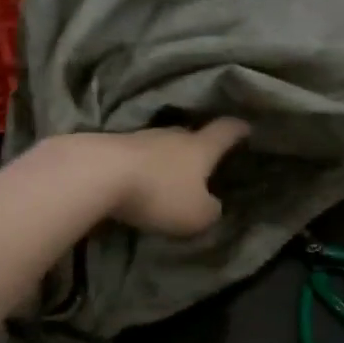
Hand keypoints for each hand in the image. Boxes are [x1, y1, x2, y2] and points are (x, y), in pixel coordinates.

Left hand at [84, 118, 251, 235]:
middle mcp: (173, 135)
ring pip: (161, 145)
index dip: (238, 130)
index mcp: (200, 148)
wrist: (96, 174)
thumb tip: (212, 205)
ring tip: (169, 174)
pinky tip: (138, 179)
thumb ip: (210, 211)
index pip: (226, 131)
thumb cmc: (158, 193)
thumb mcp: (196, 215)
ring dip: (167, 158)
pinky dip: (142, 166)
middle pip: (191, 135)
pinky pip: (136, 156)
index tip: (247, 127)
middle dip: (199, 146)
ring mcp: (139, 137)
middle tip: (205, 159)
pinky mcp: (111, 146)